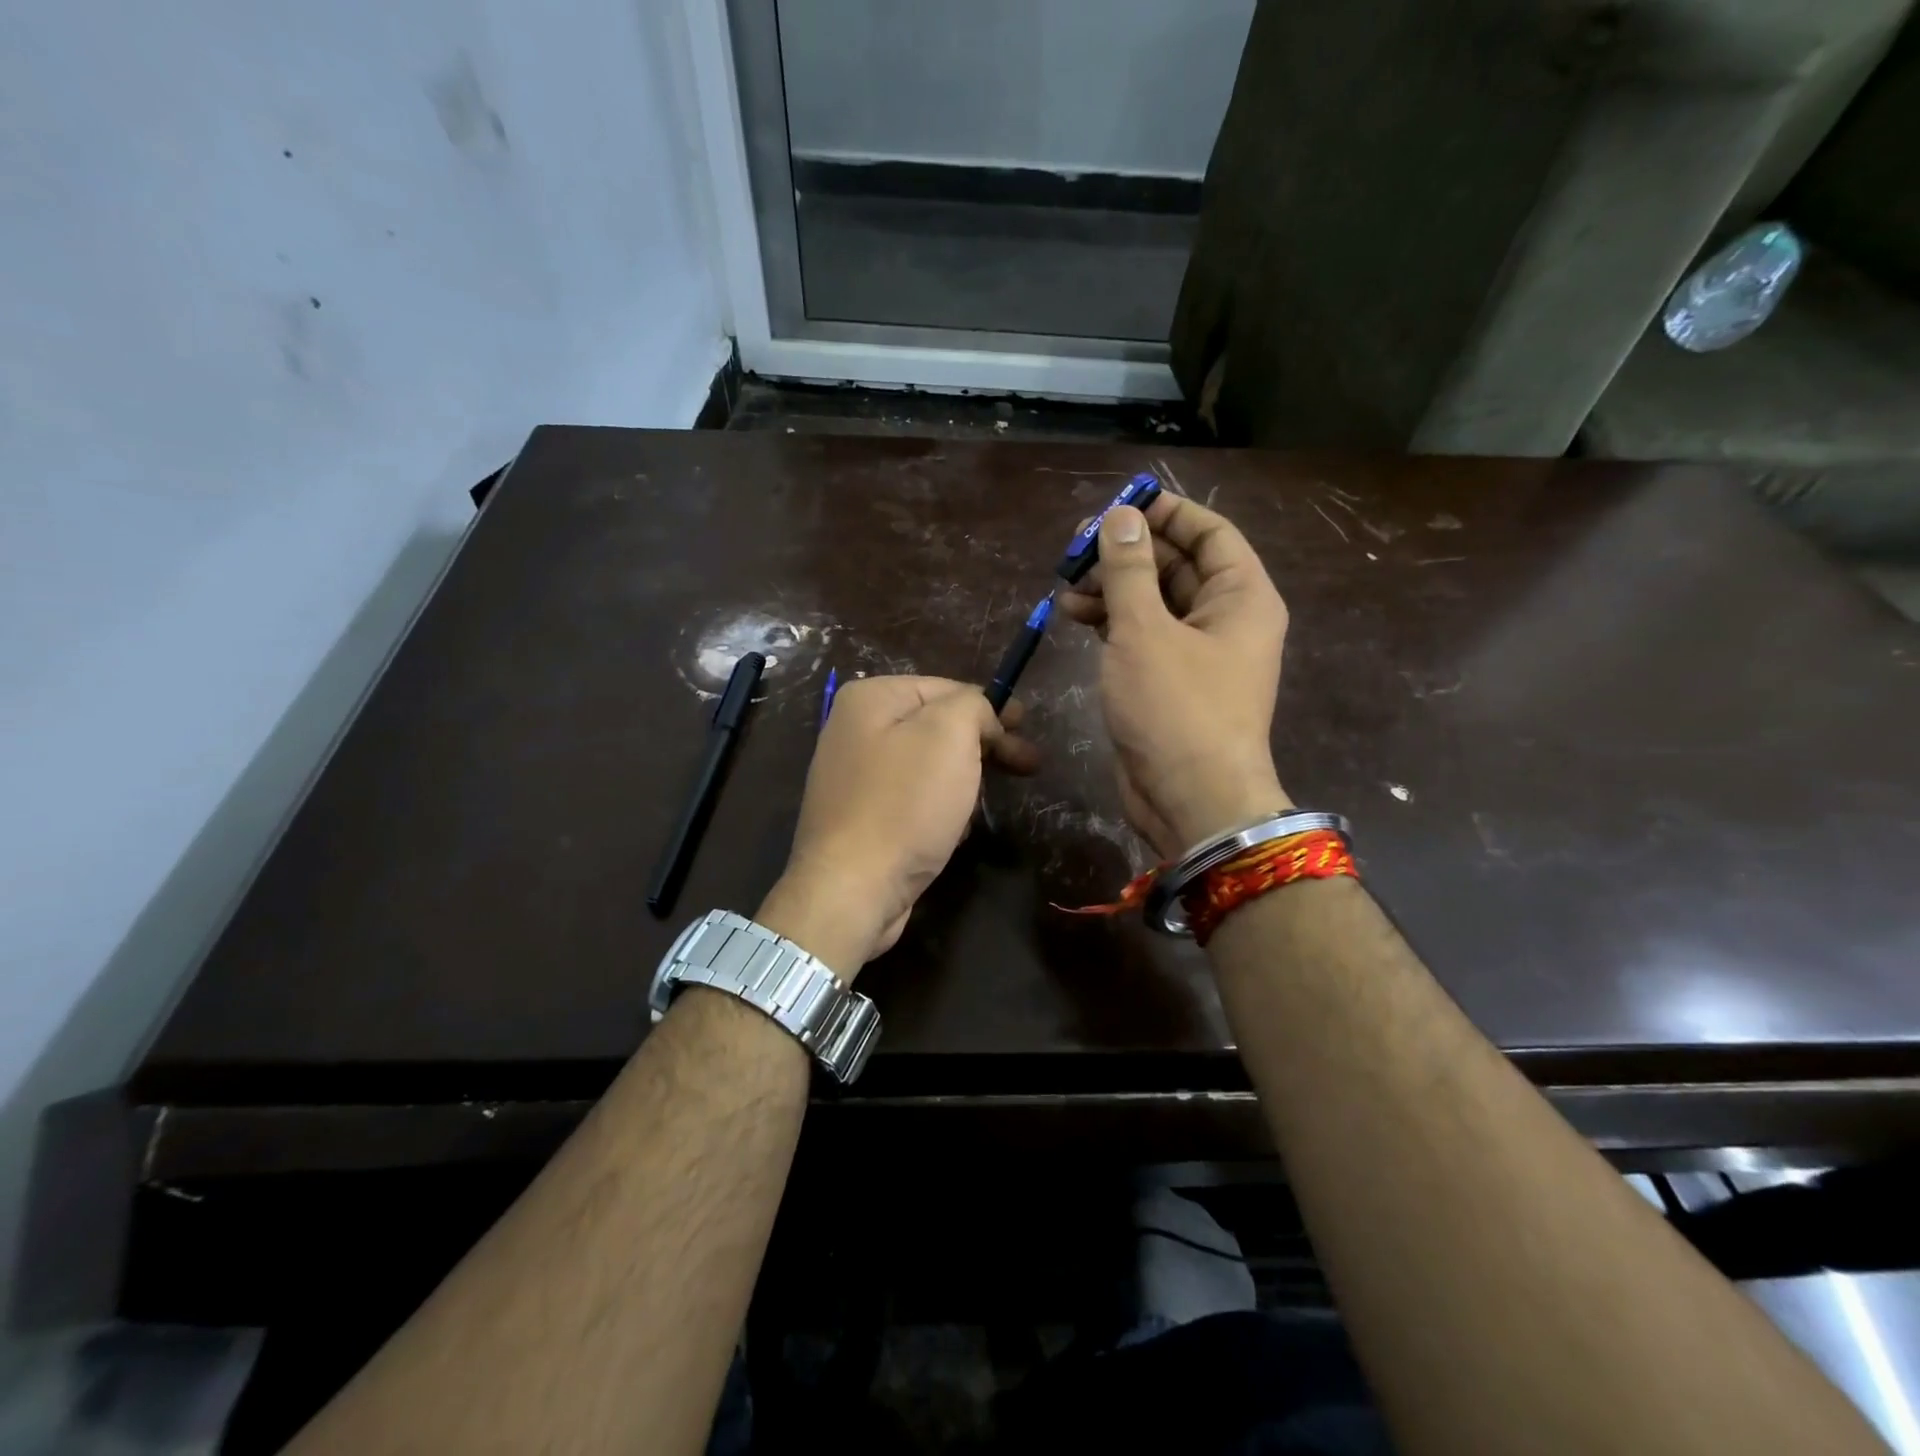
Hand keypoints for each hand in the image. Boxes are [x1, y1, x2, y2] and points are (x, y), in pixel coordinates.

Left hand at [756, 676, 1036, 978]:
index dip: (990, 708)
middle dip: (984, 746)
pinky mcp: (861, 817)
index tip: (1025, 728)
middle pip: (937, 727)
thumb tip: (980, 714)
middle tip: (1028, 765)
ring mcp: (854, 776)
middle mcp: (855, 730)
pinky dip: (938, 810)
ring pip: (929, 766)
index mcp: (870, 698)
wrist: (852, 889)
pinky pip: (912, 800)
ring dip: (962, 783)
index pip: (946, 688)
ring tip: (977, 809)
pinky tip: (951, 832)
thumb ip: (972, 706)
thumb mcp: (949, 735)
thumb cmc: (904, 804)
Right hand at [1056, 496, 1289, 856]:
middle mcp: (1225, 619)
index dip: (1166, 512)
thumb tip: (1120, 517)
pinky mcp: (1170, 682)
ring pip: (1155, 602)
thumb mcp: (1145, 631)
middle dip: (1128, 553)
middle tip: (1077, 548)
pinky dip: (1112, 623)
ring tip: (1066, 585)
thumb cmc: (1176, 708)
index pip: (1210, 533)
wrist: (1191, 800)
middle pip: (1178, 566)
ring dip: (1113, 589)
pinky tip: (1075, 617)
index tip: (1119, 504)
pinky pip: (1143, 636)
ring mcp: (1198, 654)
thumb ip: (1129, 570)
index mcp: (1241, 597)